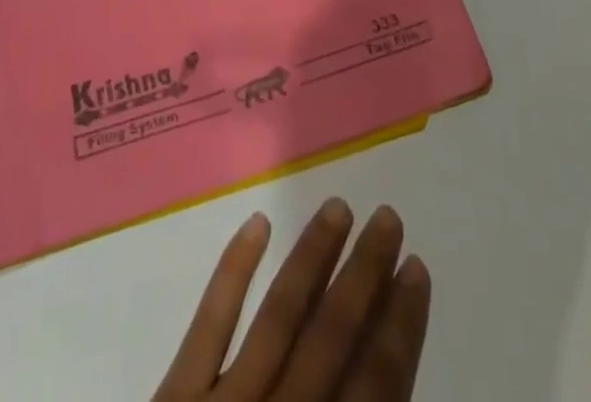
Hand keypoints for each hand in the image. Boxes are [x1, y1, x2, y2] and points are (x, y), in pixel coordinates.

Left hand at [152, 200, 430, 400]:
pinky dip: (232, 272)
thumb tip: (388, 393)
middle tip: (387, 217)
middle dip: (364, 276)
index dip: (400, 328)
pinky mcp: (173, 401)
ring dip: (311, 259)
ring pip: (278, 318)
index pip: (376, 389)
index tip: (416, 269)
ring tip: (338, 207)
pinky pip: (207, 326)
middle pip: (332, 339)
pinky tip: (256, 225)